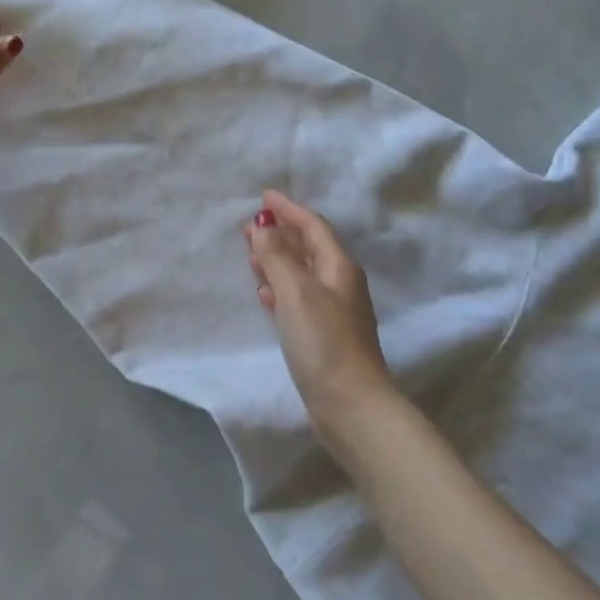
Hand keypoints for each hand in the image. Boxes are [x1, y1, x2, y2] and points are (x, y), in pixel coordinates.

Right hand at [243, 190, 397, 432]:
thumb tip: (261, 227)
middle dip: (281, 232)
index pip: (313, 226)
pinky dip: (280, 288)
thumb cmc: (324, 342)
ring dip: (278, 259)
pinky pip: (299, 297)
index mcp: (339, 267)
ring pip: (302, 272)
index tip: (264, 196)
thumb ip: (277, 257)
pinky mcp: (324, 334)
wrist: (350, 404)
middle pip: (309, 247)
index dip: (289, 209)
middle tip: (249, 225)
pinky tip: (264, 294)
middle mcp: (340, 283)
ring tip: (250, 255)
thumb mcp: (296, 293)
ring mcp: (334, 310)